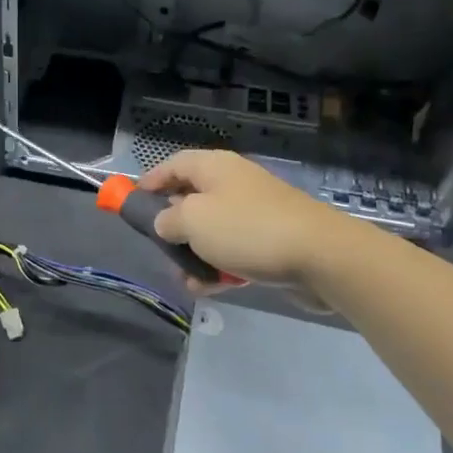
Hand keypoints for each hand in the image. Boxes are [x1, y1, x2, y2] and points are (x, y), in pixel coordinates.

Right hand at [141, 149, 360, 295]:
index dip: (151, 181)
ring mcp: (255, 212)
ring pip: (212, 229)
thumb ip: (168, 220)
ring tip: (186, 277)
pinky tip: (211, 287)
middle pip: (192, 198)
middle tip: (160, 247)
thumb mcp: (193, 221)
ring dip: (195, 253)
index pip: (173, 164)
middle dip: (172, 225)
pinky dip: (220, 266)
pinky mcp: (271, 240)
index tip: (131, 203)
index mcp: (215, 167)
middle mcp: (234, 183)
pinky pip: (235, 250)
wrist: (321, 256)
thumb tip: (164, 222)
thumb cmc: (247, 230)